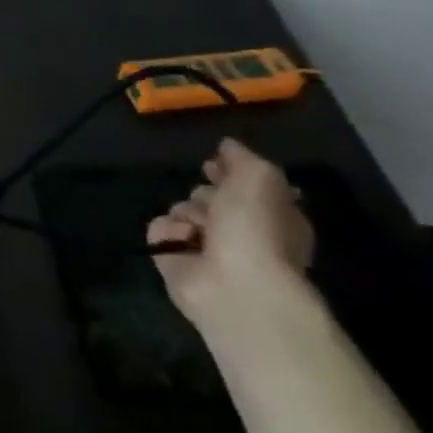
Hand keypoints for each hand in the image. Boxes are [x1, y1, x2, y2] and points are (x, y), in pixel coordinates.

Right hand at [147, 138, 314, 328]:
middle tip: (211, 202)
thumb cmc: (257, 229)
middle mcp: (241, 233)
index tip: (213, 163)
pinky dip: (169, 232)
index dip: (229, 172)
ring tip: (198, 228)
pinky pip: (161, 230)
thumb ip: (241, 158)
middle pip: (210, 197)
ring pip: (182, 210)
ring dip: (187, 213)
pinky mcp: (175, 261)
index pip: (245, 186)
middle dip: (205, 194)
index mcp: (271, 216)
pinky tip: (182, 241)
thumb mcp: (259, 178)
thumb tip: (226, 146)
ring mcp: (207, 249)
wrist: (236, 286)